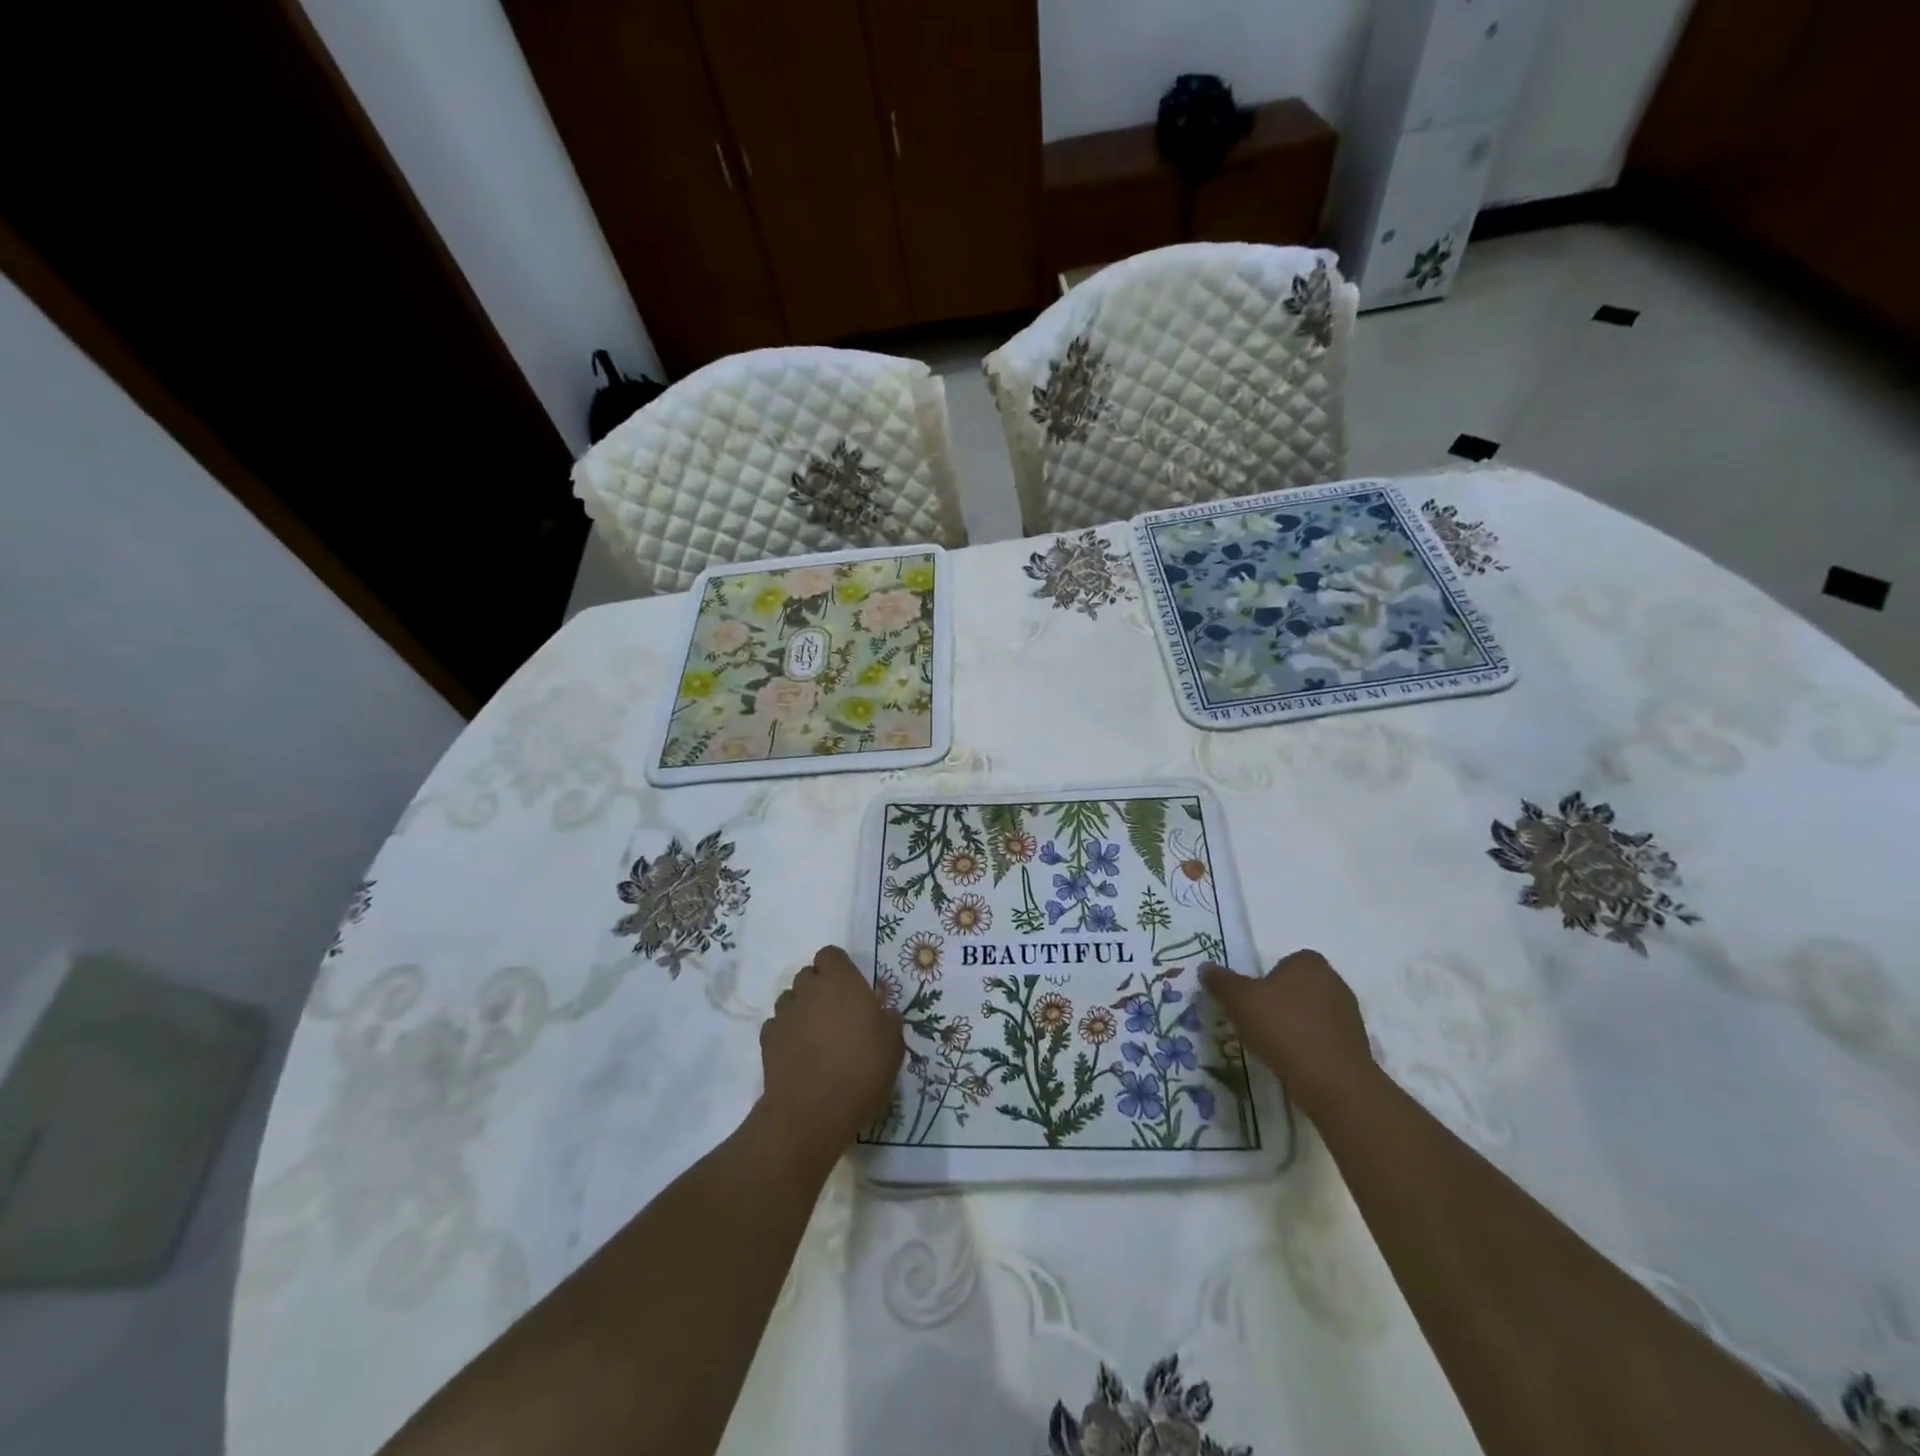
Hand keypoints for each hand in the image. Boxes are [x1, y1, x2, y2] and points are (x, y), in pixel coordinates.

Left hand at [757, 946, 903, 1159]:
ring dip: (802, 1010)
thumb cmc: (862, 1069)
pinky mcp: (766, 1040)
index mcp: (841, 981)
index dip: (838, 968)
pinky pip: (777, 1026)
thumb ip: (888, 1019)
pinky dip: (786, 1034)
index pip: (830, 954)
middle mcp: (809, 989)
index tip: (851, 989)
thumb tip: (883, 1011)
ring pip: (790, 1000)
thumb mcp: (892, 1045)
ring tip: (815, 1037)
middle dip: (819, 988)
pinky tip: (798, 1055)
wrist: (813, 1111)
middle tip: (836, 1014)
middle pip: (808, 975)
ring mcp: (784, 1014)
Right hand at [1200, 950, 1375, 1115]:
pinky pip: (1323, 1038)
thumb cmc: (1283, 1028)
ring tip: (1274, 1047)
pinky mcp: (1356, 1046)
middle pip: (1297, 988)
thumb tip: (1206, 967)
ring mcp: (1349, 1015)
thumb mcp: (1239, 1000)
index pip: (1284, 963)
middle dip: (1279, 1002)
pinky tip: (1294, 1062)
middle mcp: (1334, 982)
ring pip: (1311, 1014)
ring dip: (1294, 1026)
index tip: (1252, 1002)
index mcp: (1309, 963)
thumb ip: (1221, 981)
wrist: (1332, 1081)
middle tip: (1258, 1023)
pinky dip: (1309, 1047)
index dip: (1265, 980)